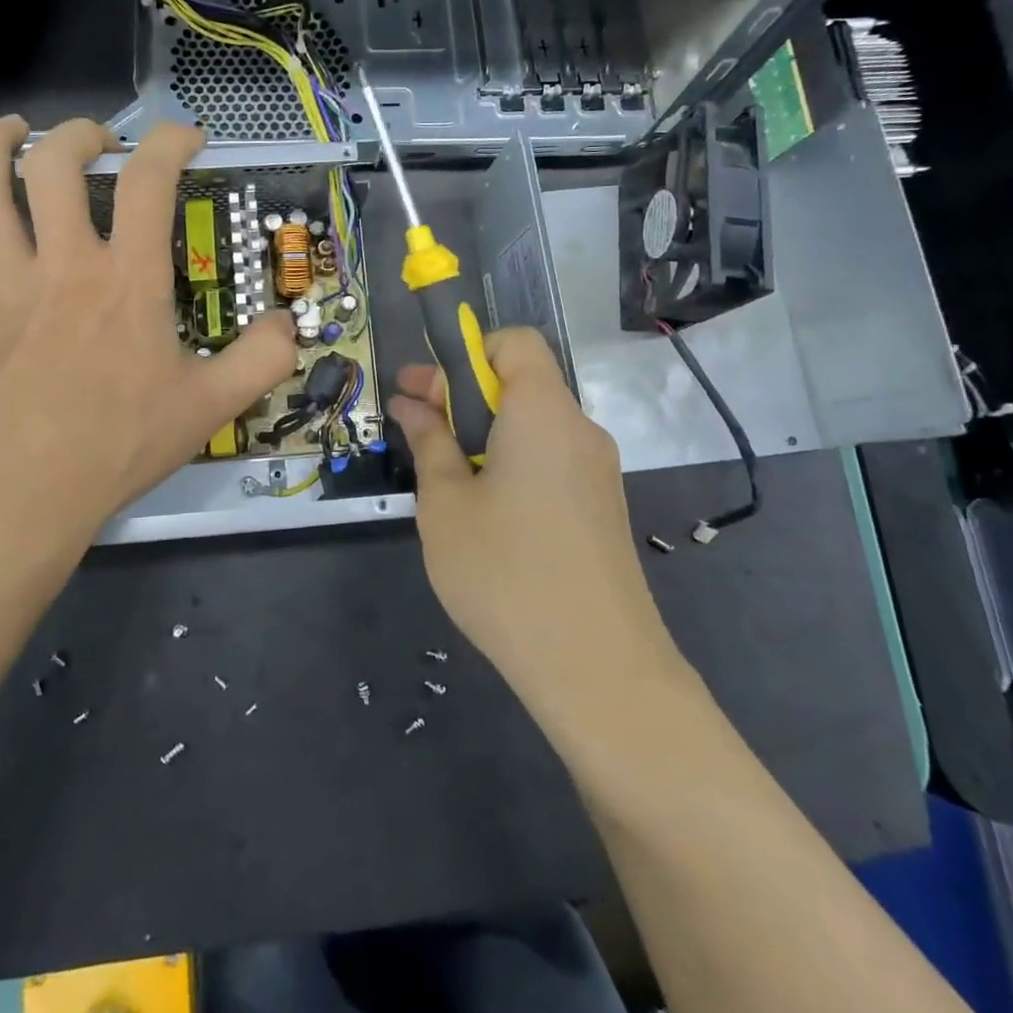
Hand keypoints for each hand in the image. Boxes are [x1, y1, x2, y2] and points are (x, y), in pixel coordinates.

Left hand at [0, 116, 295, 562]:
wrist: (19, 494)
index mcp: (126, 281)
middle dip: (79, 134)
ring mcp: (8, 285)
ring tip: (12, 132)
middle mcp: (63, 265)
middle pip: (52, 165)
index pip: (148, 182)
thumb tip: (290, 325)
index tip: (189, 136)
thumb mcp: (209, 407)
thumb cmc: (117, 446)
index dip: (170, 142)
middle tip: (101, 140)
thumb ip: (261, 361)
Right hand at [388, 328, 685, 723]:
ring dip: (484, 433)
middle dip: (464, 395)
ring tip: (441, 475)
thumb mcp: (446, 504)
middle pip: (522, 383)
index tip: (427, 394)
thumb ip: (429, 442)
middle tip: (414, 426)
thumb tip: (411, 404)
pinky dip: (512, 463)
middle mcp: (579, 430)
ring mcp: (598, 472)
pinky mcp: (601, 508)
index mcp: (543, 412)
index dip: (467, 353)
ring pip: (534, 426)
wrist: (597, 669)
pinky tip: (482, 511)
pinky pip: (550, 461)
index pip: (515, 343)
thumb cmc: (505, 572)